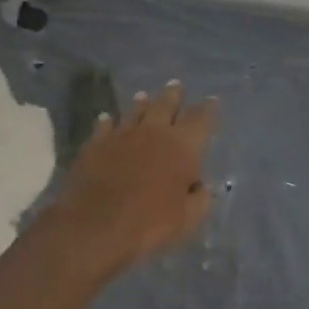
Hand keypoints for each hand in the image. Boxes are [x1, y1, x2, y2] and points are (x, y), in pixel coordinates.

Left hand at [50, 81, 215, 275]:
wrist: (96, 223)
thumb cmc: (150, 223)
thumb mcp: (187, 219)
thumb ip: (199, 199)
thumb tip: (201, 186)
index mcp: (182, 146)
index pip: (200, 120)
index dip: (208, 109)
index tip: (211, 100)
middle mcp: (153, 131)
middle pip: (166, 105)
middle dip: (173, 94)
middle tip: (175, 84)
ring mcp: (122, 134)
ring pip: (135, 111)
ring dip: (141, 103)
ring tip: (143, 96)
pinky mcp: (96, 143)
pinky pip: (104, 125)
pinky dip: (107, 121)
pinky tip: (106, 118)